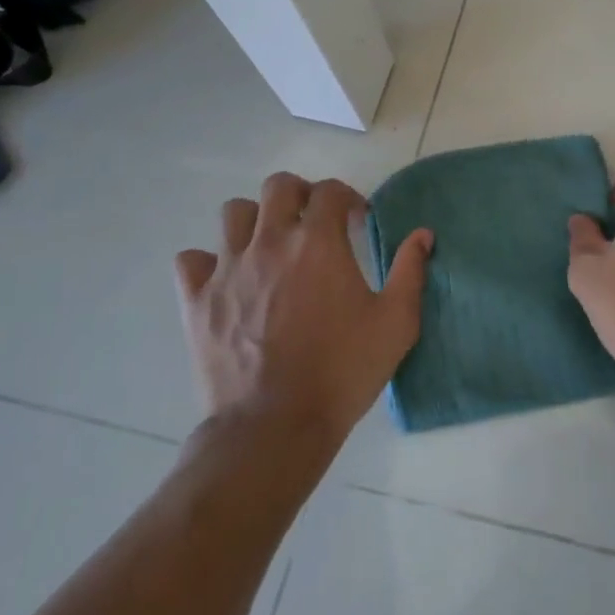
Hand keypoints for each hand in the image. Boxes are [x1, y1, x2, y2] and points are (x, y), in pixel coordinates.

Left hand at [175, 172, 432, 443]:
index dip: (348, 198)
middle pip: (278, 186)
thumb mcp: (395, 323)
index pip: (330, 191)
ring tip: (271, 246)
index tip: (357, 221)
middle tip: (314, 222)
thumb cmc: (342, 371)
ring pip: (234, 213)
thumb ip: (410, 271)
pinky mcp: (198, 300)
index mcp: (319, 243)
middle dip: (300, 194)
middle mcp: (271, 242)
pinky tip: (228, 279)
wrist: (274, 427)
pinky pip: (192, 260)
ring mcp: (229, 269)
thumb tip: (423, 235)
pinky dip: (209, 261)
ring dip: (256, 220)